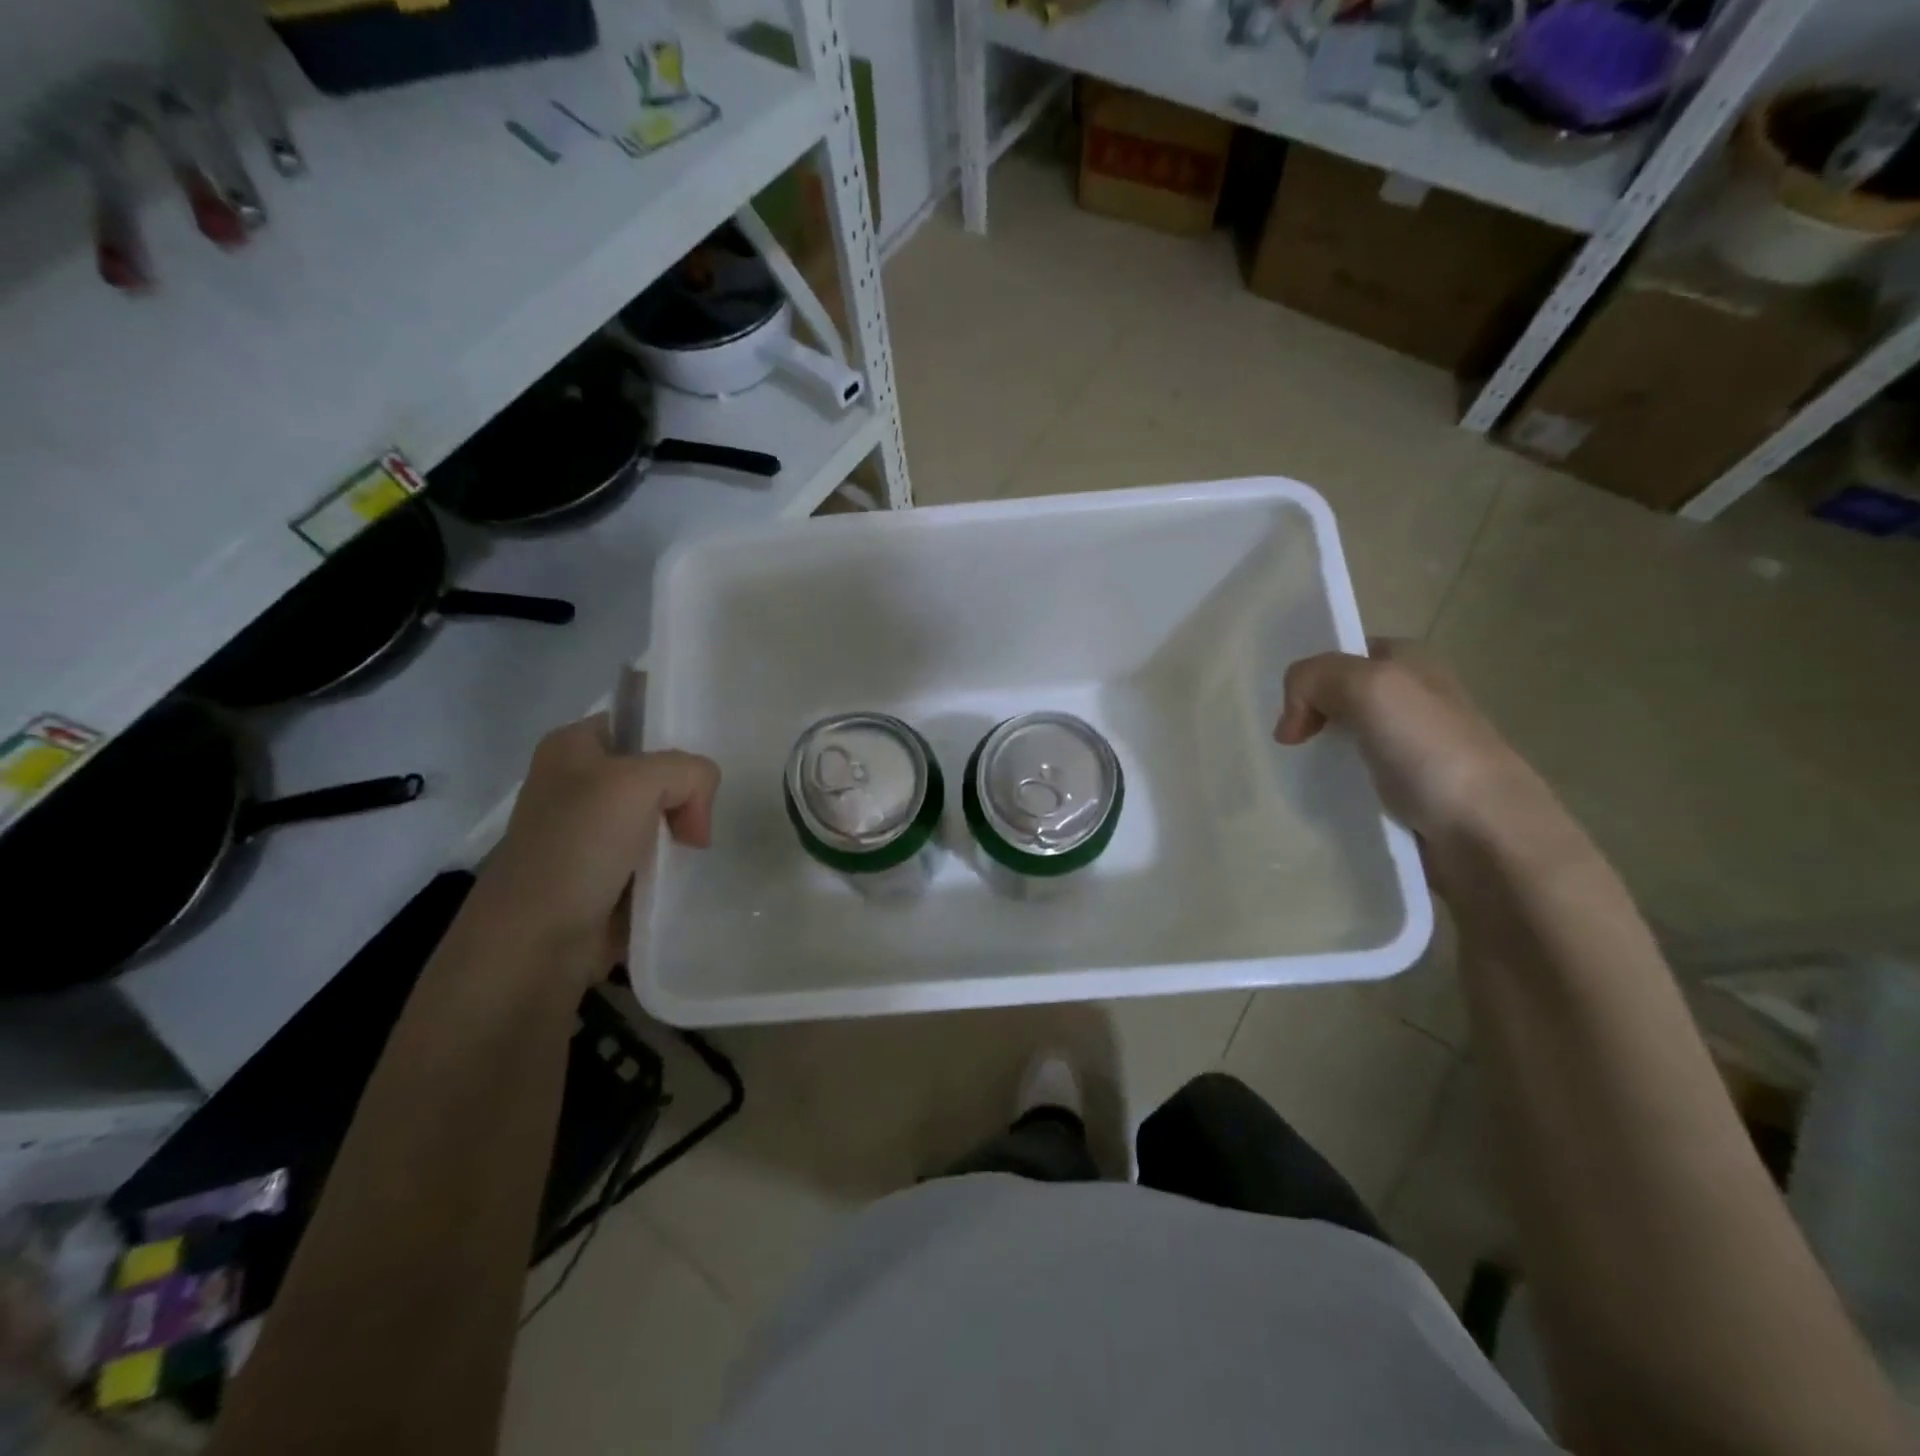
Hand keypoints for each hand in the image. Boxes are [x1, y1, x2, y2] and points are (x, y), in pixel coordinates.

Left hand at [476, 716, 719, 974]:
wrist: (536, 942)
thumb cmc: (578, 847)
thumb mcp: (640, 783)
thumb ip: (690, 772)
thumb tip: (695, 818)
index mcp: (573, 746)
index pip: (641, 724)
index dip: (675, 744)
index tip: (696, 781)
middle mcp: (579, 783)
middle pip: (659, 774)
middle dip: (685, 799)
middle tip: (694, 830)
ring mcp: (591, 832)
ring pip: (661, 818)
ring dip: (681, 837)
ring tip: (688, 857)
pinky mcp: (604, 874)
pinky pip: (655, 858)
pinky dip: (672, 867)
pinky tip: (679, 879)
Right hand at [1274, 641, 1553, 849]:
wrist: (1486, 835)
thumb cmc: (1431, 750)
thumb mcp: (1369, 687)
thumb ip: (1313, 679)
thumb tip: (1288, 723)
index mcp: (1412, 663)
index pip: (1344, 654)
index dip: (1310, 676)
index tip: (1287, 711)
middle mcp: (1414, 699)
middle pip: (1339, 698)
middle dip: (1307, 716)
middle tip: (1285, 745)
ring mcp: (1412, 749)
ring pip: (1344, 741)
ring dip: (1316, 756)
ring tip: (1293, 774)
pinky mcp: (1408, 793)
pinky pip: (1355, 780)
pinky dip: (1333, 788)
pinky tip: (1321, 800)